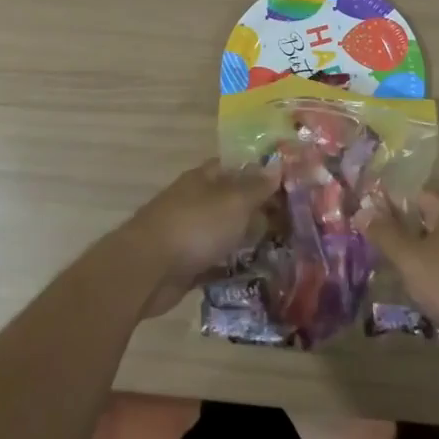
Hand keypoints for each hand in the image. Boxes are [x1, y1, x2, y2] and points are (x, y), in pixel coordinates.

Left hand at [123, 159, 281, 317]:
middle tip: (291, 222)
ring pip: (223, 232)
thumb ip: (257, 186)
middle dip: (256, 210)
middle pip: (230, 201)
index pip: (235, 167)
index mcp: (203, 179)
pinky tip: (254, 272)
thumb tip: (277, 165)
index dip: (259, 173)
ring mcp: (187, 233)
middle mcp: (194, 202)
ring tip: (279, 249)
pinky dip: (230, 266)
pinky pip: (214, 261)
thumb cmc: (194, 226)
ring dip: (244, 239)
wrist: (147, 270)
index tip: (287, 185)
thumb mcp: (234, 201)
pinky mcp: (184, 264)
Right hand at [363, 188, 438, 341]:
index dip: (389, 206)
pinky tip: (431, 296)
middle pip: (426, 220)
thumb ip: (385, 235)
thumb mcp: (412, 260)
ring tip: (401, 280)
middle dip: (404, 236)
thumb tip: (362, 211)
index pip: (412, 194)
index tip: (368, 224)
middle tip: (380, 255)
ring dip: (421, 259)